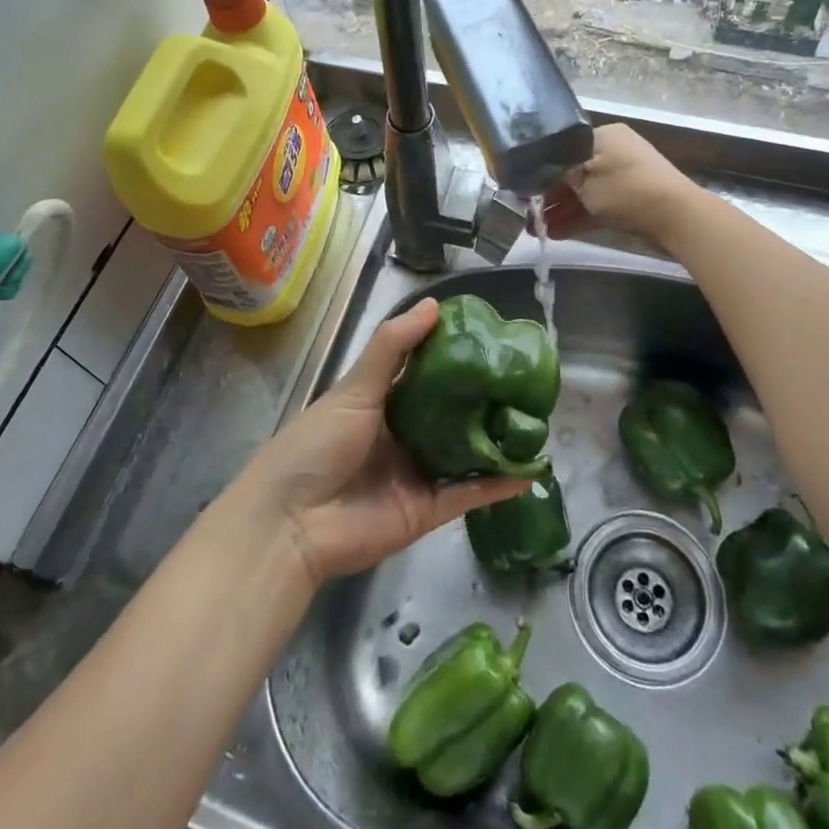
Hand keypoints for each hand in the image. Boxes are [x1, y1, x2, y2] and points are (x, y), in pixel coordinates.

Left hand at [236, 299, 529, 585]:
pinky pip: (468, 493)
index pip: (425, 372)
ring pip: (465, 451)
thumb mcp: (354, 387)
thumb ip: (393, 347)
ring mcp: (416, 472)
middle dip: (483, 398)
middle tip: (524, 378)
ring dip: (496, 439)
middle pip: (450, 411)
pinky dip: (497, 485)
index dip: (454, 355)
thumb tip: (435, 305)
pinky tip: (530, 472)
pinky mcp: (426, 509)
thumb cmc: (318, 443)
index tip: (492, 337)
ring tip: (537, 421)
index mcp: (381, 401)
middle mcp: (403, 433)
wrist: (292, 523)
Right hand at [541, 123, 697, 246]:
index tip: (523, 186)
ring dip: (561, 210)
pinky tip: (555, 233)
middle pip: (573, 172)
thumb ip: (558, 173)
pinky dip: (578, 218)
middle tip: (527, 211)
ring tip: (535, 229)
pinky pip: (596, 208)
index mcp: (604, 136)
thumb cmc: (626, 188)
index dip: (542, 168)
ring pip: (584, 193)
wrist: (676, 216)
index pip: (564, 148)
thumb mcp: (584, 176)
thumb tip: (538, 172)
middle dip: (549, 194)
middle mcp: (613, 153)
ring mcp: (623, 179)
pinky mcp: (629, 202)